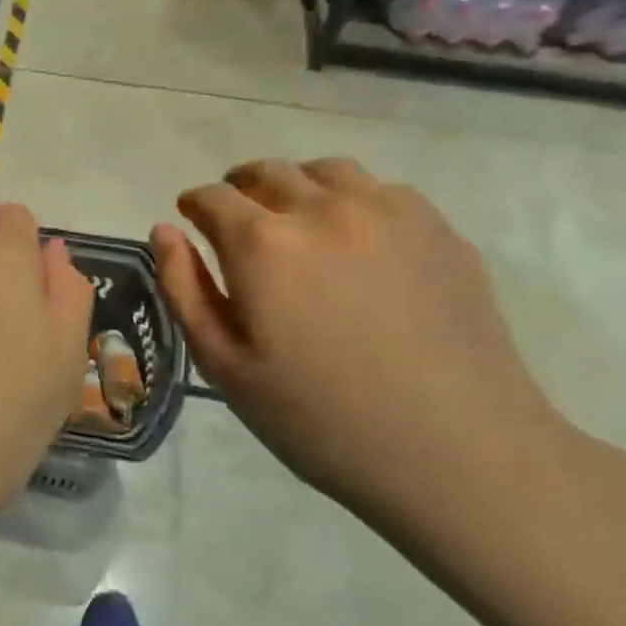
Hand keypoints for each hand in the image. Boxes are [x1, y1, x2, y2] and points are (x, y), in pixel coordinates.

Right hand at [150, 159, 570, 528]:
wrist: (459, 454)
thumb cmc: (322, 420)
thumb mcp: (225, 367)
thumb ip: (184, 289)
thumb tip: (165, 230)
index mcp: (262, 242)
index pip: (212, 197)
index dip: (194, 205)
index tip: (191, 220)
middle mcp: (321, 208)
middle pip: (265, 172)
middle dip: (239, 188)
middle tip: (237, 221)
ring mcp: (387, 211)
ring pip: (325, 171)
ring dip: (297, 186)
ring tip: (297, 221)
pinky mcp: (438, 228)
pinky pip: (381, 191)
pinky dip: (353, 202)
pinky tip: (359, 244)